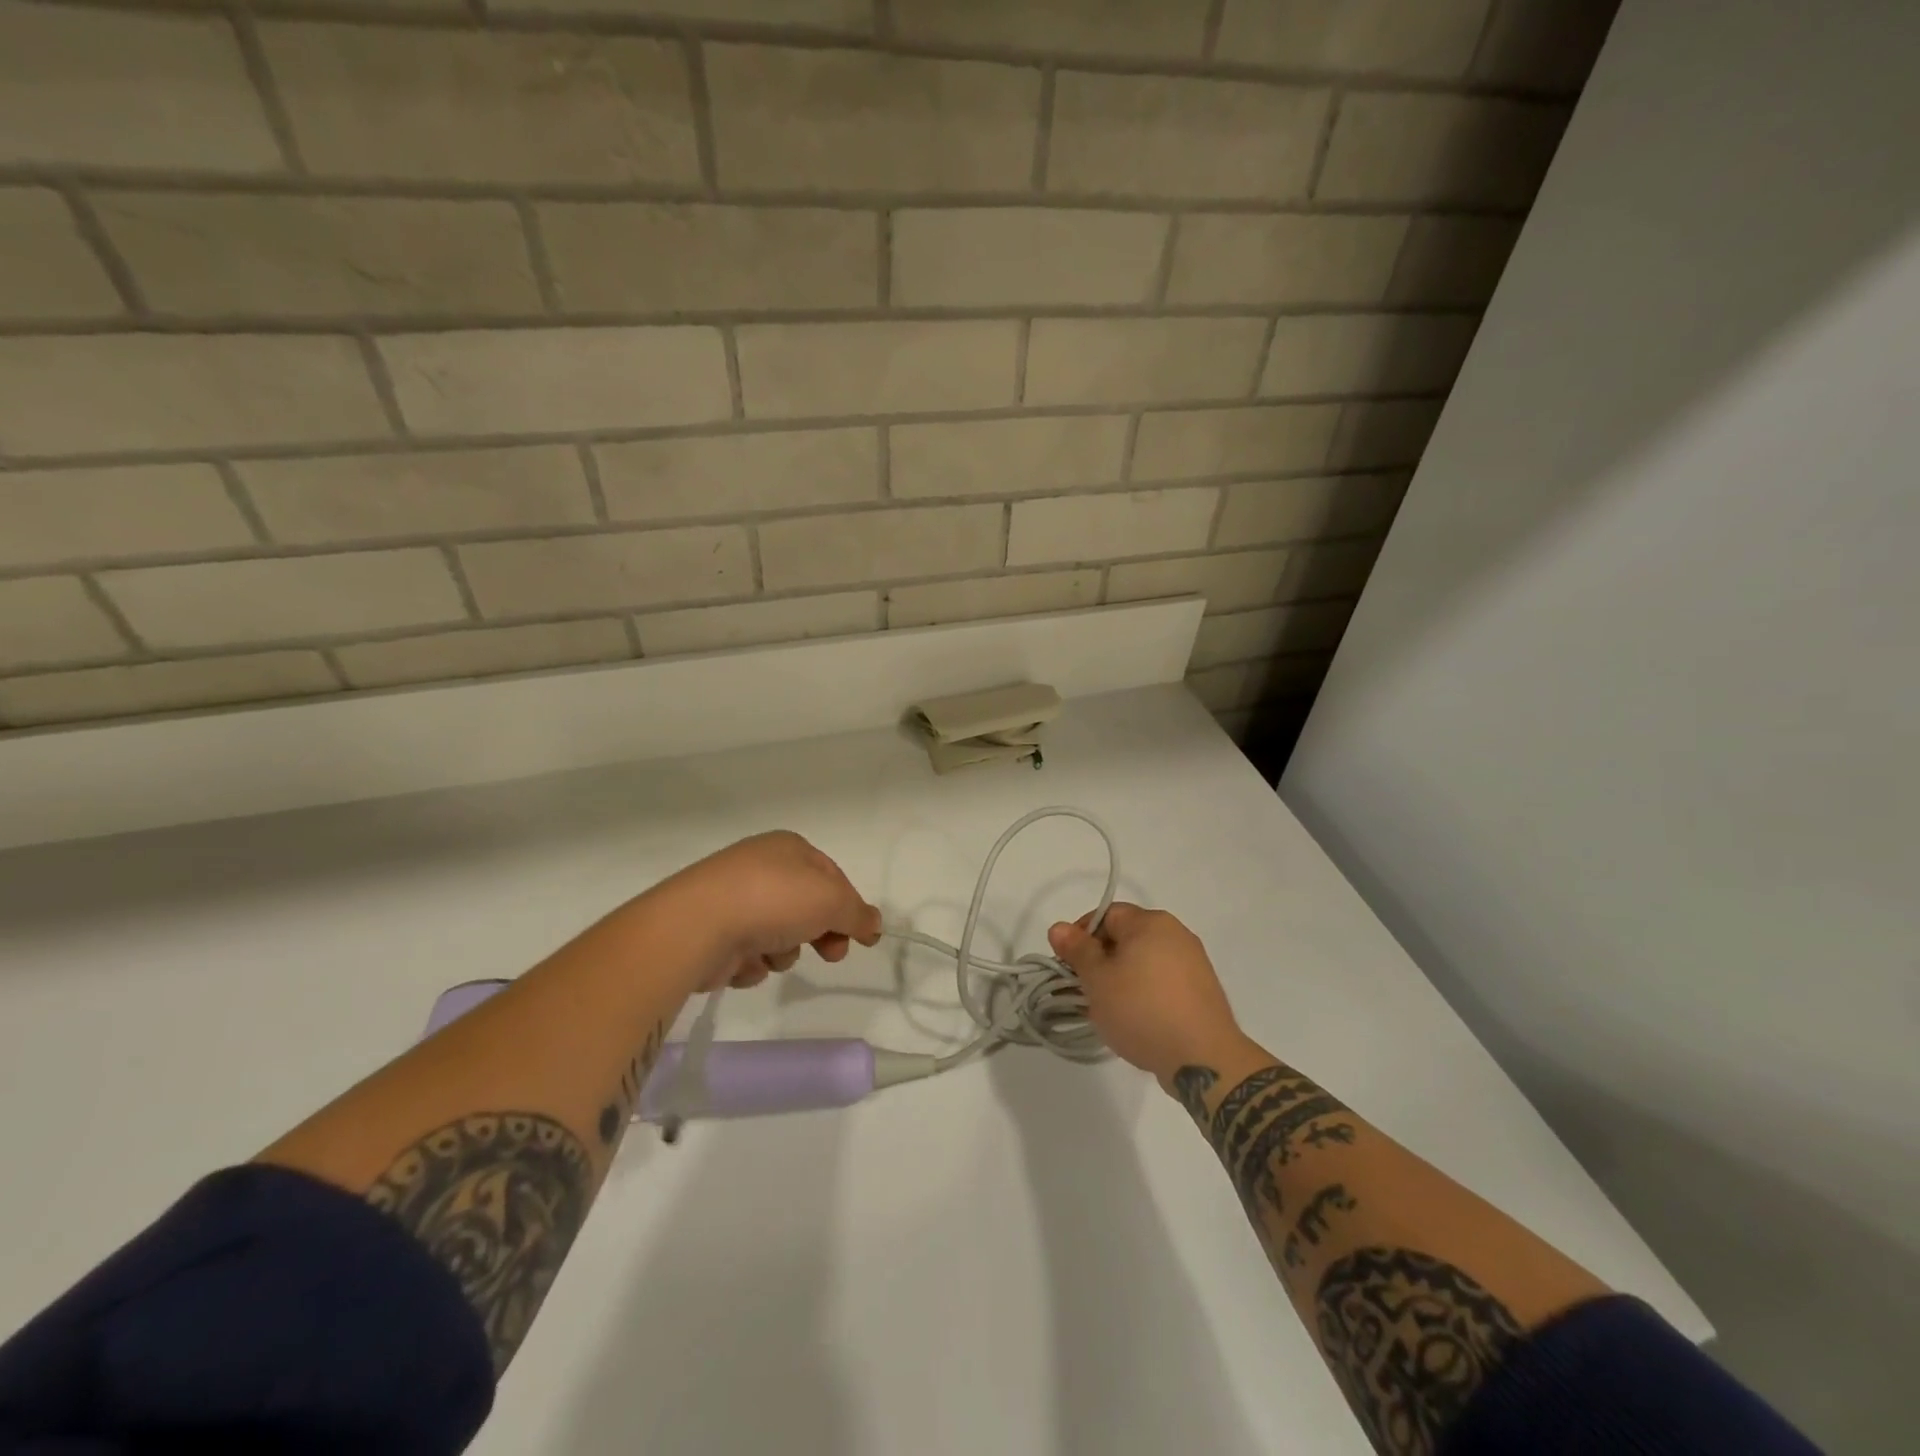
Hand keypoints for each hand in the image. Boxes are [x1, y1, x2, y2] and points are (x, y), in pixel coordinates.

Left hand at [662, 831, 881, 992]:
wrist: (697, 926)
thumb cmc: (773, 900)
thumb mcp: (832, 901)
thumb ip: (858, 914)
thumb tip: (874, 924)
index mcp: (788, 848)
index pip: (832, 876)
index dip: (850, 907)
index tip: (862, 938)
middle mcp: (760, 868)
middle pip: (806, 907)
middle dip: (820, 933)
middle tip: (830, 954)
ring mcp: (733, 900)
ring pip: (778, 933)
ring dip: (784, 951)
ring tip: (772, 953)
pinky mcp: (713, 932)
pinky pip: (748, 952)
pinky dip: (752, 962)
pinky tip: (743, 961)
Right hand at [1047, 903, 1248, 1083]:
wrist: (1203, 1059)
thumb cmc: (1142, 1010)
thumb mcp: (1098, 980)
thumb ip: (1077, 950)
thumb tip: (1058, 927)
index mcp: (1151, 922)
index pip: (1106, 915)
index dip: (1081, 936)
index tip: (1069, 966)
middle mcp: (1176, 933)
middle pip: (1126, 937)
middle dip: (1101, 961)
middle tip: (1086, 990)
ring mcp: (1194, 962)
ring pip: (1144, 961)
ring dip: (1122, 979)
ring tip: (1110, 1010)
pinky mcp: (1202, 990)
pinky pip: (1163, 981)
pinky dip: (1145, 993)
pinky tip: (1137, 1020)